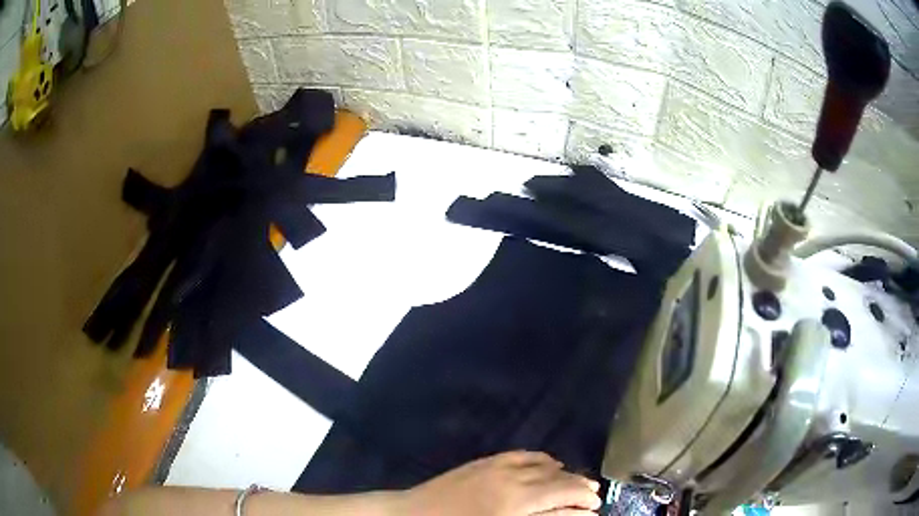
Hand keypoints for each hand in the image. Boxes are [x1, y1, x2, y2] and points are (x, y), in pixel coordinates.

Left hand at [398, 451, 601, 515]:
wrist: (413, 514)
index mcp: (518, 503)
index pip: (563, 498)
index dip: (583, 504)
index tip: (596, 509)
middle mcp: (513, 481)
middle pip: (558, 481)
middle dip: (580, 489)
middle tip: (594, 497)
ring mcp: (499, 468)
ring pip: (545, 466)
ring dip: (564, 474)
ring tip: (577, 483)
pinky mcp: (486, 461)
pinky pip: (523, 455)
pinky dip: (542, 460)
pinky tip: (550, 464)